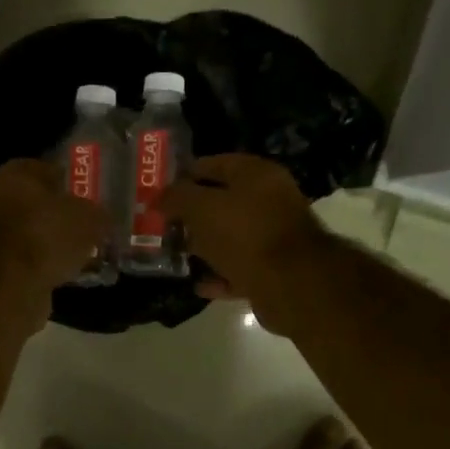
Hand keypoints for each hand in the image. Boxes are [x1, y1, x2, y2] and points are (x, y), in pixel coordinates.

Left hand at [0, 159, 113, 321]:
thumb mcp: (89, 218)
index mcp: (15, 173)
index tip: (95, 197)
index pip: (49, 169)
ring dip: (56, 243)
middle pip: (40, 203)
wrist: (10, 286)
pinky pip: (30, 259)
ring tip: (86, 253)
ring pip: (35, 233)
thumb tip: (103, 219)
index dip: (74, 182)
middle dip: (65, 216)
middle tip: (93, 227)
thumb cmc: (47, 235)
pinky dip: (47, 265)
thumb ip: (99, 214)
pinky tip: (69, 273)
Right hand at [162, 154, 331, 321]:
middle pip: (223, 202)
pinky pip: (239, 270)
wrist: (291, 283)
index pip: (214, 164)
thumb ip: (177, 198)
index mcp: (256, 175)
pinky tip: (198, 285)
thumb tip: (158, 197)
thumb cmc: (245, 233)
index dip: (184, 175)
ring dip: (204, 246)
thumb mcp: (202, 208)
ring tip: (175, 254)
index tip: (159, 191)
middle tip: (162, 224)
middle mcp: (268, 201)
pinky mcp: (273, 271)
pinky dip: (219, 276)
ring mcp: (272, 238)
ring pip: (230, 238)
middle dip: (192, 214)